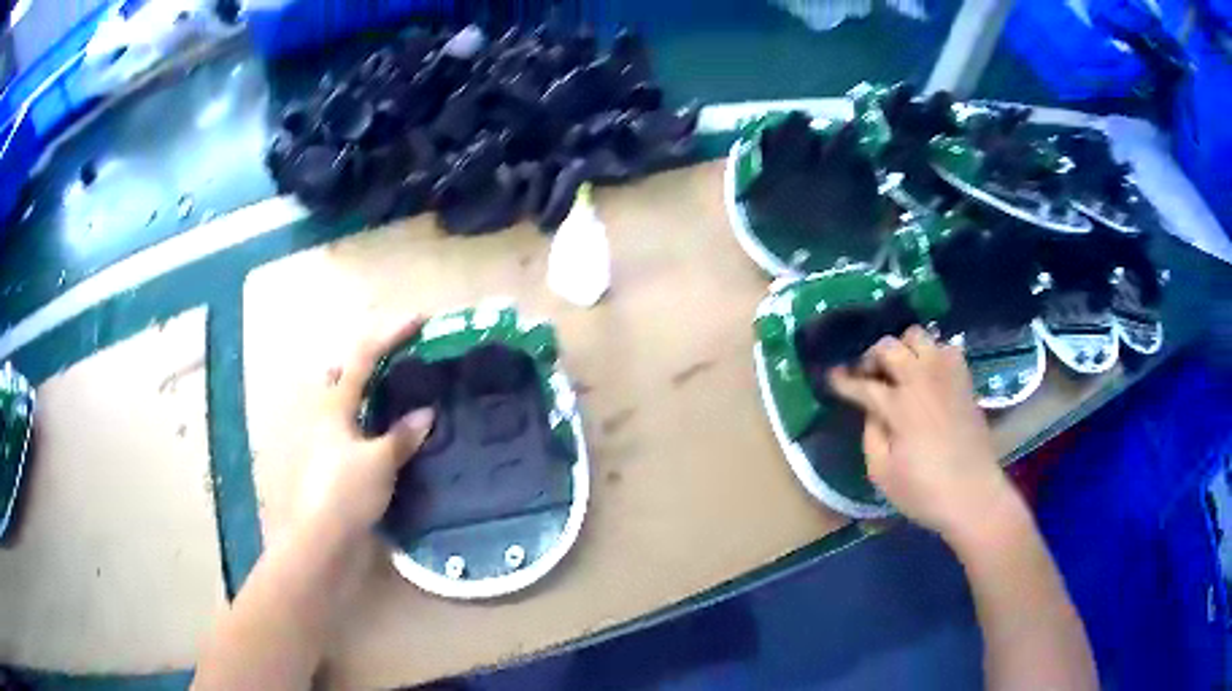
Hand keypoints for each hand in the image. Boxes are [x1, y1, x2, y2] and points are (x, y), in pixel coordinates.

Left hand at [296, 317, 434, 540]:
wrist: (320, 536)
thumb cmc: (346, 492)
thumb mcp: (380, 463)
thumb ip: (402, 435)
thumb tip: (427, 413)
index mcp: (334, 405)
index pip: (363, 356)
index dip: (390, 334)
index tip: (418, 319)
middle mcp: (322, 413)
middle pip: (339, 371)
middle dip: (365, 358)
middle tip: (395, 360)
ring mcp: (320, 436)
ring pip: (340, 398)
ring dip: (362, 389)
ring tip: (391, 394)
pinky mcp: (324, 458)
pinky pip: (345, 424)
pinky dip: (363, 418)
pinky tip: (379, 433)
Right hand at [827, 326, 1014, 539]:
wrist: (974, 495)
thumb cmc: (924, 492)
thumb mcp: (881, 473)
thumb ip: (870, 434)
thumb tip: (872, 410)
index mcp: (899, 406)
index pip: (863, 383)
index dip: (843, 380)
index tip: (831, 377)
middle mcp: (922, 380)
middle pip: (889, 346)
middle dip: (871, 357)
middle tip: (867, 375)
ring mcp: (946, 375)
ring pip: (919, 336)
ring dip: (903, 348)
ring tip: (899, 370)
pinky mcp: (964, 380)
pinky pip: (946, 347)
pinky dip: (932, 353)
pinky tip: (927, 373)